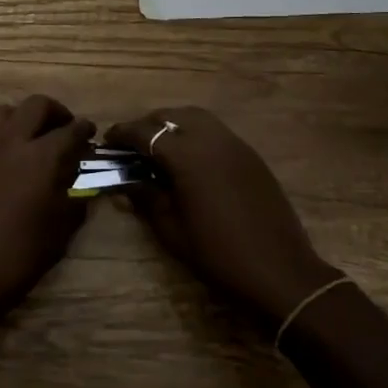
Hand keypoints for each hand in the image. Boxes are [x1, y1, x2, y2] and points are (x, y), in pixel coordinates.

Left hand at [0, 95, 95, 332]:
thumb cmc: (14, 259)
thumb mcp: (57, 235)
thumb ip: (74, 201)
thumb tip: (81, 185)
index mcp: (40, 158)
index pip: (70, 130)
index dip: (84, 130)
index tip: (90, 135)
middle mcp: (11, 140)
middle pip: (37, 105)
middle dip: (56, 113)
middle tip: (64, 129)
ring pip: (7, 111)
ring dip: (24, 118)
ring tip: (32, 139)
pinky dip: (1, 134)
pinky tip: (5, 157)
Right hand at [107, 107, 337, 324]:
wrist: (280, 272)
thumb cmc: (218, 255)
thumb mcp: (172, 230)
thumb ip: (146, 199)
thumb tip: (125, 183)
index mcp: (187, 155)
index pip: (145, 132)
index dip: (122, 134)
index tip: (107, 142)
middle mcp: (211, 139)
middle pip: (170, 116)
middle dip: (147, 125)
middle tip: (132, 146)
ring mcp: (234, 144)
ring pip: (196, 118)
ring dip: (172, 125)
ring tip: (159, 149)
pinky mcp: (250, 155)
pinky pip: (216, 131)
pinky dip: (195, 134)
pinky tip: (189, 161)